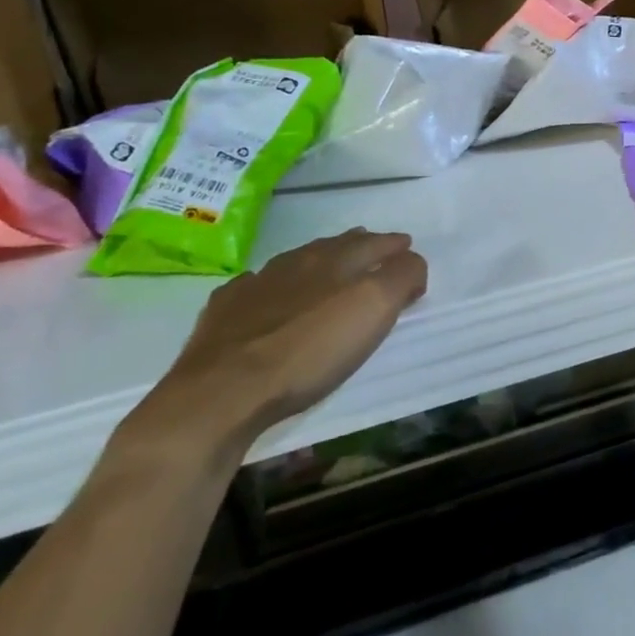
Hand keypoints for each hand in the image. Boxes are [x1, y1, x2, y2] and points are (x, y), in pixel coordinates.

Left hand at [135, 229, 427, 455]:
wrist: (222, 392)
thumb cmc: (309, 352)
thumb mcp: (373, 311)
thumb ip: (400, 278)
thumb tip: (411, 261)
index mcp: (336, 261)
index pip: (374, 243)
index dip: (394, 246)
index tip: (408, 249)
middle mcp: (297, 264)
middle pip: (335, 246)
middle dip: (359, 245)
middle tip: (375, 248)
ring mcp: (256, 285)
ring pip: (296, 262)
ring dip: (317, 262)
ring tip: (329, 267)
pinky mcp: (224, 313)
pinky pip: (255, 287)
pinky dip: (272, 286)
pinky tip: (269, 295)